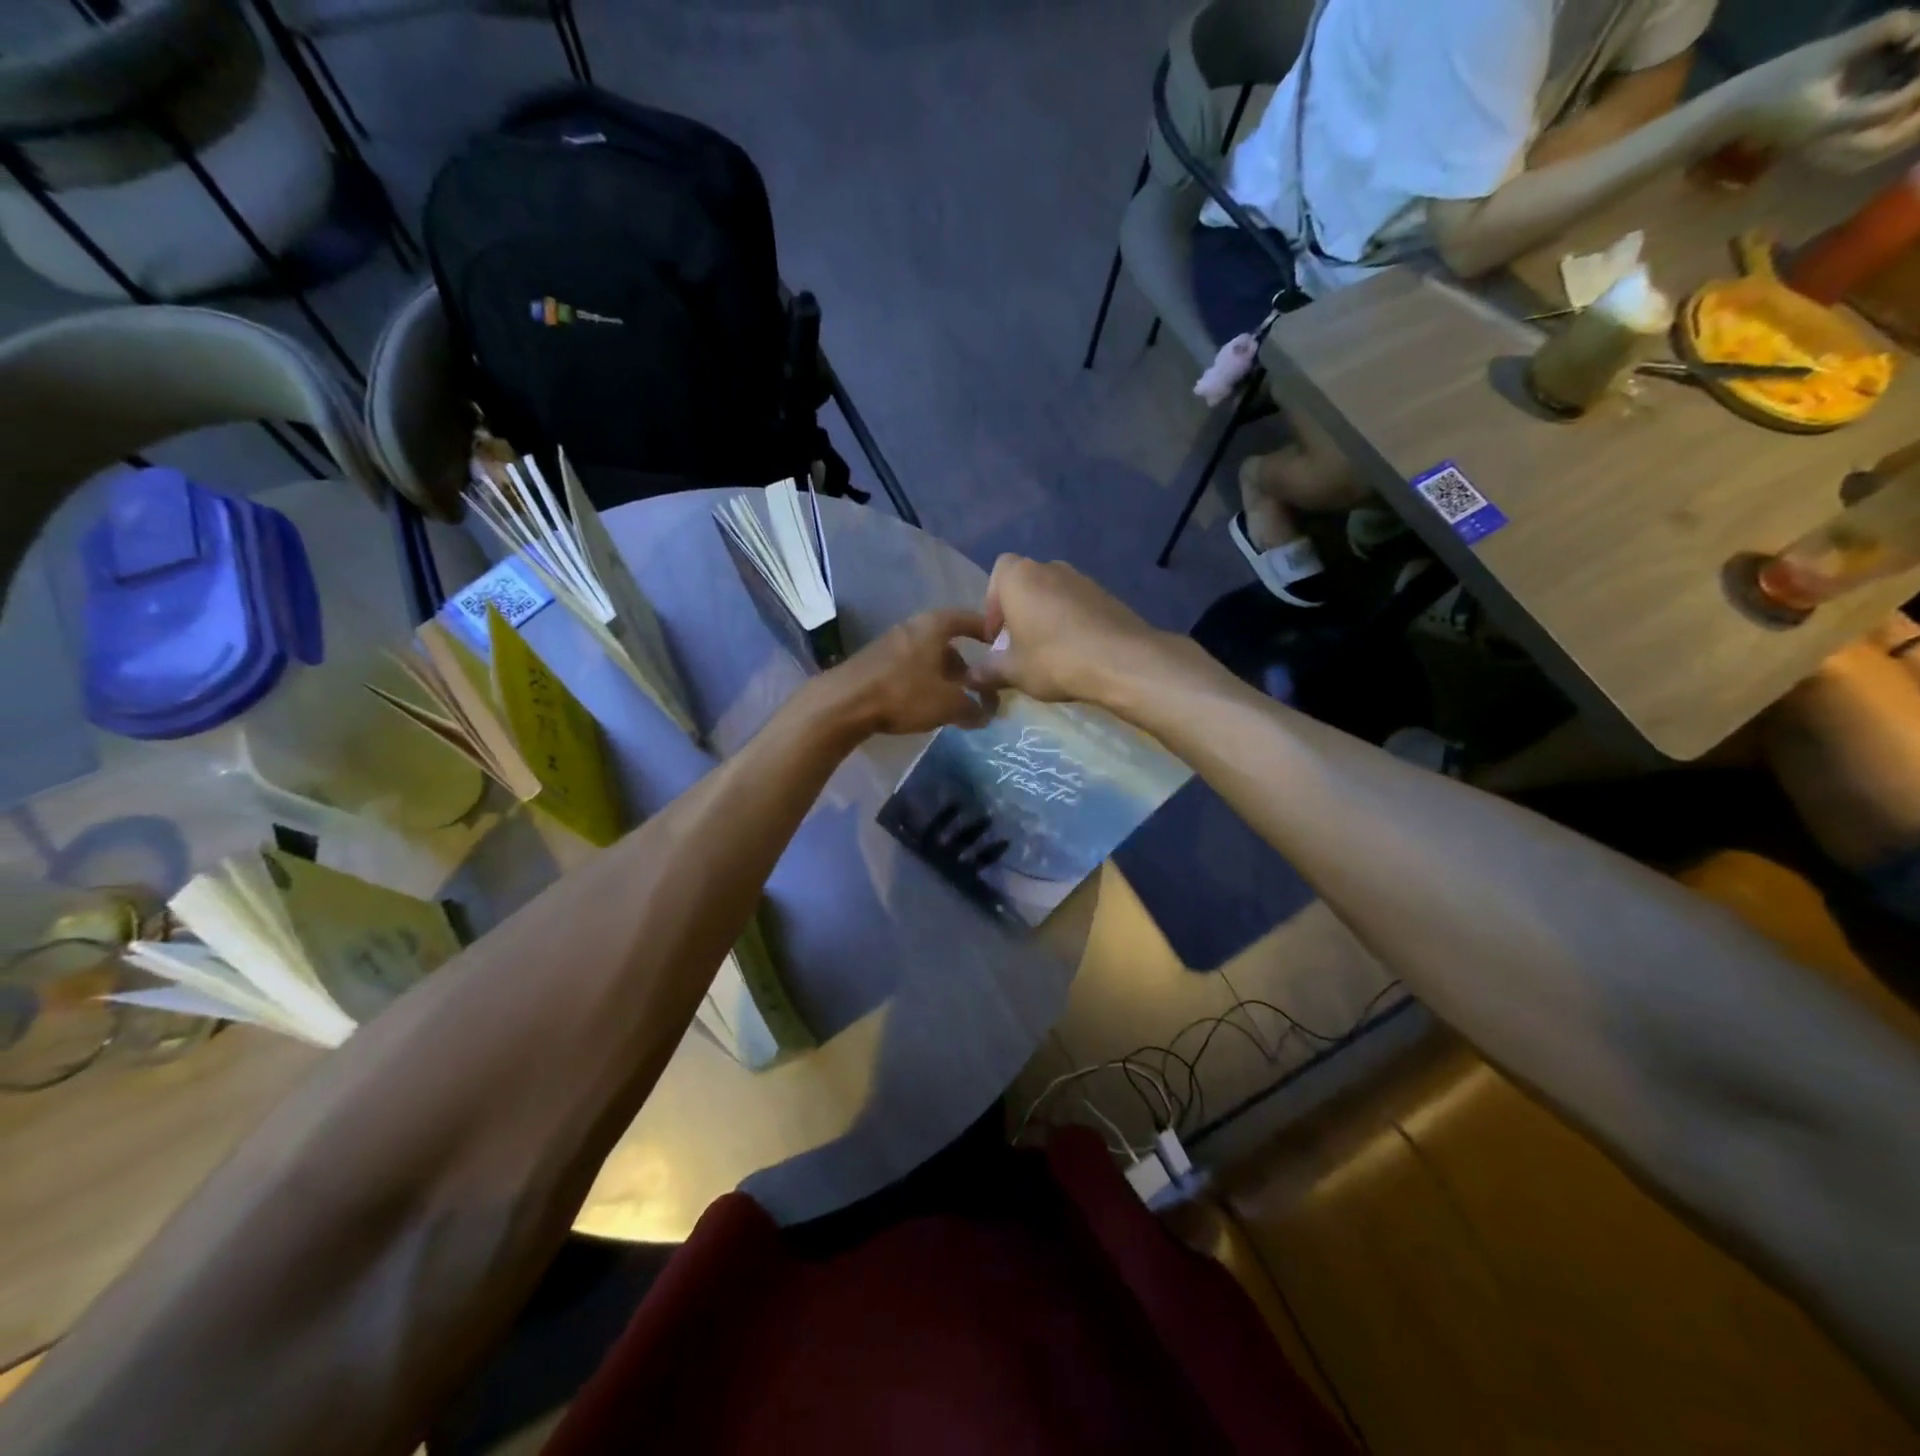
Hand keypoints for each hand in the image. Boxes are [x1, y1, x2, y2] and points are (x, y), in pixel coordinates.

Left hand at [807, 608, 993, 736]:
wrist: (844, 703)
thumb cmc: (904, 694)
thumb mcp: (948, 704)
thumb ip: (973, 708)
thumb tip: (986, 714)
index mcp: (933, 626)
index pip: (967, 618)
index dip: (986, 630)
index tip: (1001, 645)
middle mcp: (912, 627)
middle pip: (946, 642)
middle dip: (965, 664)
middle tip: (977, 687)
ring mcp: (889, 644)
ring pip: (926, 657)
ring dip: (942, 676)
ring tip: (953, 701)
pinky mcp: (874, 663)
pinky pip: (909, 668)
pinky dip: (922, 682)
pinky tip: (924, 704)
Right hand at [966, 554, 1170, 704]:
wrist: (1121, 660)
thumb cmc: (1054, 659)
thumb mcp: (1013, 672)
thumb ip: (988, 671)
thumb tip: (970, 678)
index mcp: (1020, 577)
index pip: (998, 573)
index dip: (993, 604)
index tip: (997, 637)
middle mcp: (1050, 567)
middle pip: (1026, 584)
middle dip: (1019, 612)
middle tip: (1020, 647)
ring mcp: (1082, 579)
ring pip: (1053, 594)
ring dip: (1046, 617)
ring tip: (1048, 653)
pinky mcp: (1107, 594)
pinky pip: (1078, 605)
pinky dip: (1071, 622)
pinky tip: (1075, 652)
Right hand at [1724, 11, 1919, 146]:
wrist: (1725, 118)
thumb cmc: (1769, 85)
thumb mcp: (1828, 49)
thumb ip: (1883, 29)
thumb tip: (1918, 29)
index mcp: (1826, 124)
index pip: (1887, 110)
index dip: (1919, 86)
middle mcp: (1824, 144)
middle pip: (1881, 145)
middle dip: (1916, 122)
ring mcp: (1818, 151)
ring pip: (1870, 153)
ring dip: (1901, 134)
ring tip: (1918, 106)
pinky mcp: (1816, 149)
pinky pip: (1857, 151)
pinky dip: (1882, 137)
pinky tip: (1895, 114)